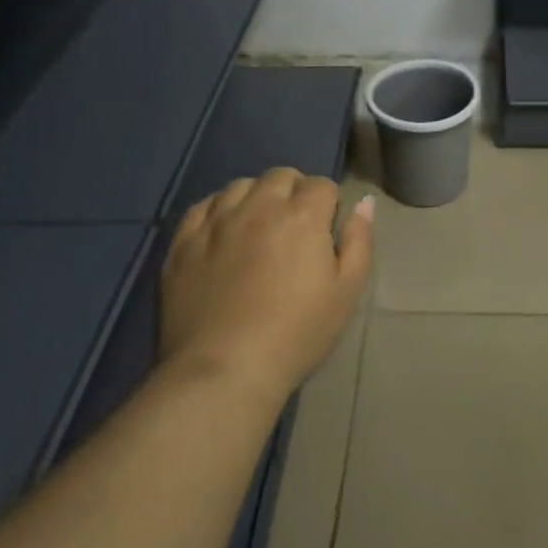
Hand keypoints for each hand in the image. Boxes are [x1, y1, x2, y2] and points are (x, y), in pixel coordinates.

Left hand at [162, 168, 374, 398]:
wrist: (224, 371)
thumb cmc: (296, 334)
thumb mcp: (347, 293)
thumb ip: (359, 241)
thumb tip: (364, 202)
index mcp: (302, 216)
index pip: (322, 185)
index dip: (328, 205)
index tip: (325, 232)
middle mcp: (258, 207)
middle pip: (281, 176)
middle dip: (294, 192)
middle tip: (295, 228)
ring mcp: (216, 222)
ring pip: (240, 186)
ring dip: (255, 197)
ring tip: (258, 228)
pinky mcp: (183, 242)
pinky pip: (202, 207)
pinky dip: (218, 210)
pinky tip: (223, 232)